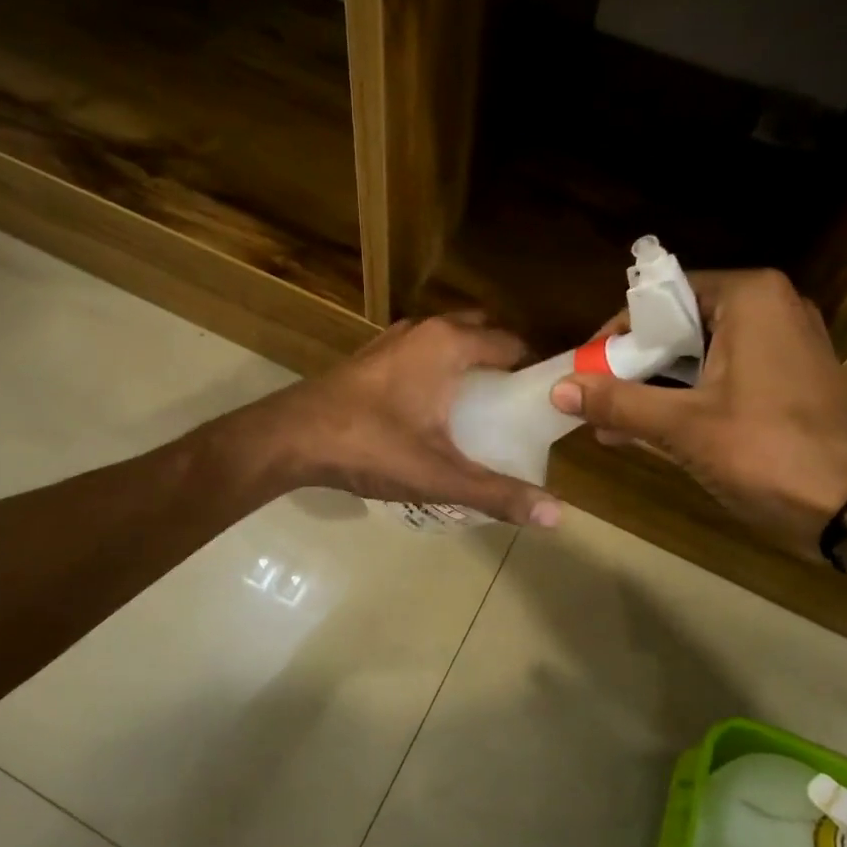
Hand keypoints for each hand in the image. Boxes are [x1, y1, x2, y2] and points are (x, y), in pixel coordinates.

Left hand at [256, 314, 562, 527]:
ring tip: (484, 410)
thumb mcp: (439, 475)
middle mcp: (425, 330)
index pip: (512, 344)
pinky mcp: (371, 357)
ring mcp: (394, 340)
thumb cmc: (370, 446)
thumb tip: (557, 516)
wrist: (290, 438)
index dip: (535, 370)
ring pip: (448, 341)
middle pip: (482, 334)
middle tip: (517, 408)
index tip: (547, 403)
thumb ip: (497, 493)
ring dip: (469, 364)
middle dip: (504, 363)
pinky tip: (435, 411)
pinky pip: (422, 353)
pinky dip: (439, 369)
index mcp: (449, 344)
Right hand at [551, 270, 846, 559]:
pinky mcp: (786, 380)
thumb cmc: (770, 452)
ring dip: (653, 386)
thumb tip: (559, 389)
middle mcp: (768, 308)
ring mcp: (782, 345)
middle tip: (594, 398)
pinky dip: (685, 398)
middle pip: (677, 325)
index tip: (587, 369)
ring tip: (609, 421)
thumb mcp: (684, 426)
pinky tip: (645, 431)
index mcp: (748, 298)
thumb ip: (619, 402)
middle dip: (632, 365)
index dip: (618, 333)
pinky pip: (720, 376)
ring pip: (697, 354)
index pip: (661, 296)